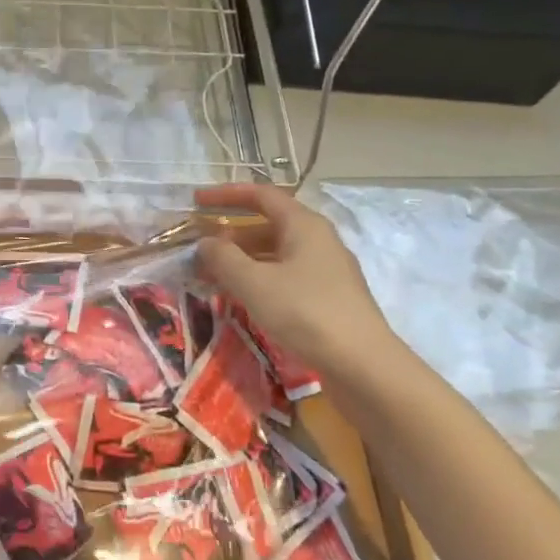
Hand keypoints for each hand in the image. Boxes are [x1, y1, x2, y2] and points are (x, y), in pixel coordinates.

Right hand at [192, 183, 396, 373]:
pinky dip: (258, 279)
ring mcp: (326, 270)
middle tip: (198, 248)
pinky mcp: (328, 298)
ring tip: (211, 276)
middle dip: (230, 234)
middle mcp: (318, 240)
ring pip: (275, 253)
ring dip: (242, 260)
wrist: (362, 365)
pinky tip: (241, 298)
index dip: (226, 194)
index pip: (261, 195)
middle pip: (267, 225)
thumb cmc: (305, 312)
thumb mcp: (253, 282)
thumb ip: (223, 257)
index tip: (196, 200)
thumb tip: (206, 242)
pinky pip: (285, 276)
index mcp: (304, 225)